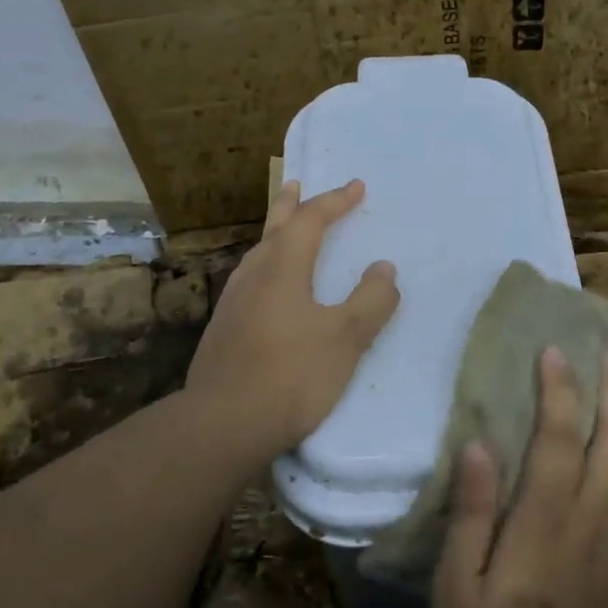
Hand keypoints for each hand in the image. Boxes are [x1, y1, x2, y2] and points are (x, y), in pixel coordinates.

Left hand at [183, 179, 399, 462]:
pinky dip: (267, 268)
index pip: (310, 222)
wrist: (225, 423)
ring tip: (285, 233)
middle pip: (273, 229)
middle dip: (290, 205)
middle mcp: (252, 277)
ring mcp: (232, 304)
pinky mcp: (223, 332)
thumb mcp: (346, 338)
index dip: (335, 202)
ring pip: (257, 256)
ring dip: (275, 236)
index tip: (357, 187)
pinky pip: (250, 283)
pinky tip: (269, 291)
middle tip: (297, 184)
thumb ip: (370, 300)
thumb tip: (384, 269)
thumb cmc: (292, 375)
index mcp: (282, 269)